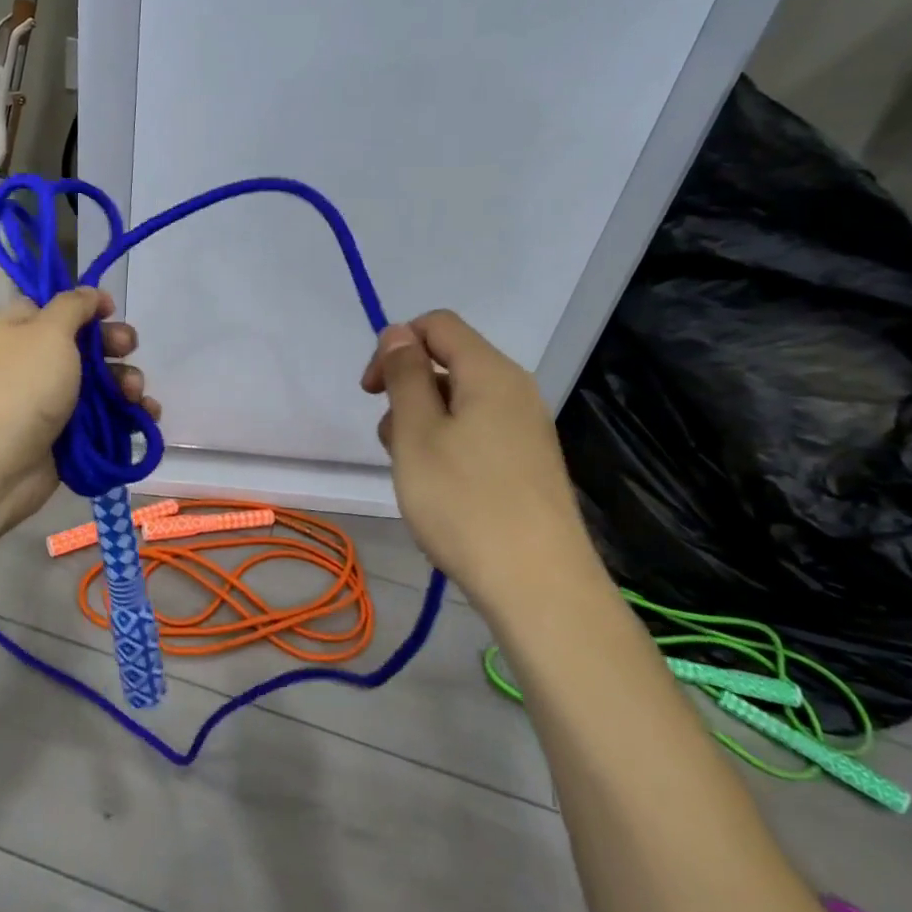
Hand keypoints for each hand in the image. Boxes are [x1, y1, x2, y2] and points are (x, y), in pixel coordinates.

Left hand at [0, 289, 156, 542]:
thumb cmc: (21, 386)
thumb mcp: (48, 331)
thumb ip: (73, 306)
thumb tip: (90, 292)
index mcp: (22, 329)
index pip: (57, 307)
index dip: (87, 305)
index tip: (110, 310)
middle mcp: (37, 362)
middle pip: (87, 344)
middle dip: (115, 345)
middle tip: (128, 348)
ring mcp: (54, 402)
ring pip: (103, 384)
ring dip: (127, 383)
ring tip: (135, 393)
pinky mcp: (71, 437)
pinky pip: (108, 420)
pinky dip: (130, 417)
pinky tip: (147, 416)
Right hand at [360, 310, 586, 594]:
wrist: (538, 587)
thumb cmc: (465, 502)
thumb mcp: (416, 433)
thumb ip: (405, 374)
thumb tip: (399, 332)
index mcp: (490, 372)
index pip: (437, 324)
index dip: (396, 345)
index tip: (372, 392)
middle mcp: (515, 390)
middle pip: (449, 362)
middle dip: (408, 389)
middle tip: (391, 442)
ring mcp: (526, 428)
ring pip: (459, 401)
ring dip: (423, 422)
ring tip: (412, 473)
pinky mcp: (529, 462)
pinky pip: (478, 432)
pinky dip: (448, 446)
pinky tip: (440, 491)